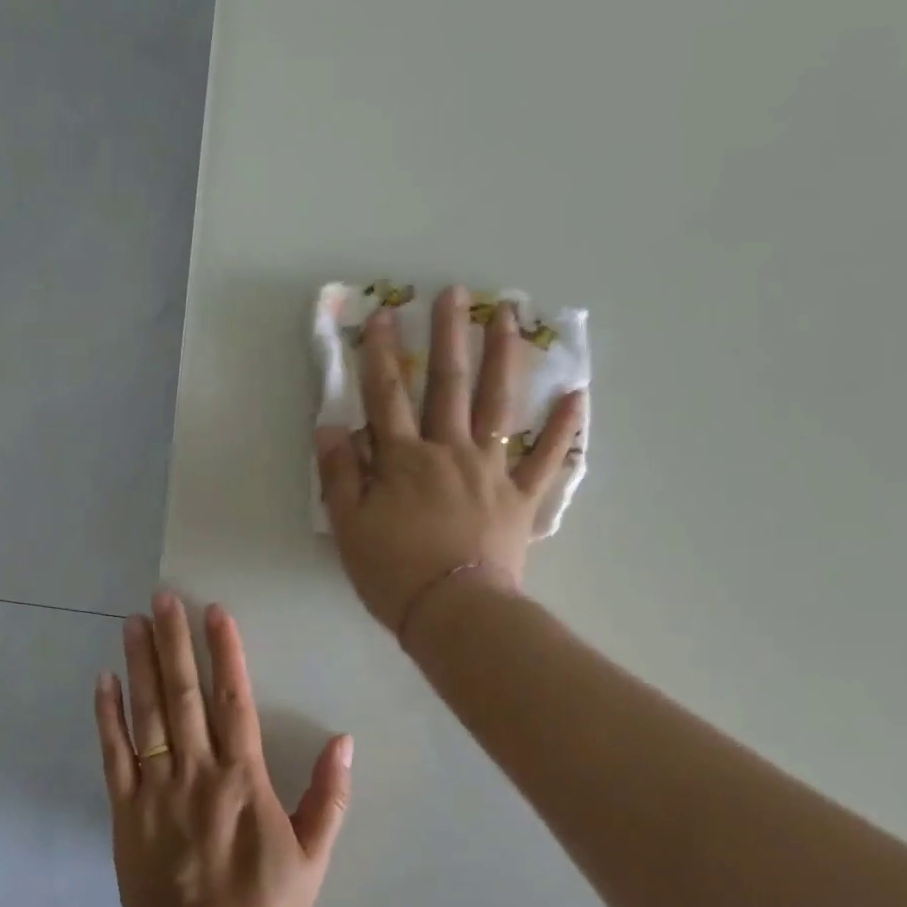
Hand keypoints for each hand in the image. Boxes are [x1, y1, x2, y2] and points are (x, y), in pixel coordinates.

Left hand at [93, 594, 351, 906]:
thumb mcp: (313, 857)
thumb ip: (329, 796)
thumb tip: (343, 740)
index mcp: (243, 779)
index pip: (233, 699)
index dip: (225, 652)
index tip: (215, 611)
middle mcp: (196, 772)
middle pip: (183, 694)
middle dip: (173, 641)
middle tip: (163, 598)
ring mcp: (155, 789)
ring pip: (146, 714)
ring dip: (139, 664)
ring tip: (132, 622)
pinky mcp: (124, 811)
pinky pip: (114, 755)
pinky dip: (108, 716)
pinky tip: (104, 681)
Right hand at [317, 286, 585, 632]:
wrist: (453, 612)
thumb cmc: (393, 572)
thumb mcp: (349, 526)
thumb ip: (340, 474)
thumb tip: (330, 427)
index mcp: (403, 459)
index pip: (386, 396)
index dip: (378, 354)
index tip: (380, 314)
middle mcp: (449, 452)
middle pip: (448, 385)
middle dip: (448, 336)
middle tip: (455, 293)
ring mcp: (491, 471)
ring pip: (499, 405)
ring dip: (503, 357)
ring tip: (509, 317)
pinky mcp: (521, 498)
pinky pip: (547, 458)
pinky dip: (564, 428)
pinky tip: (577, 394)